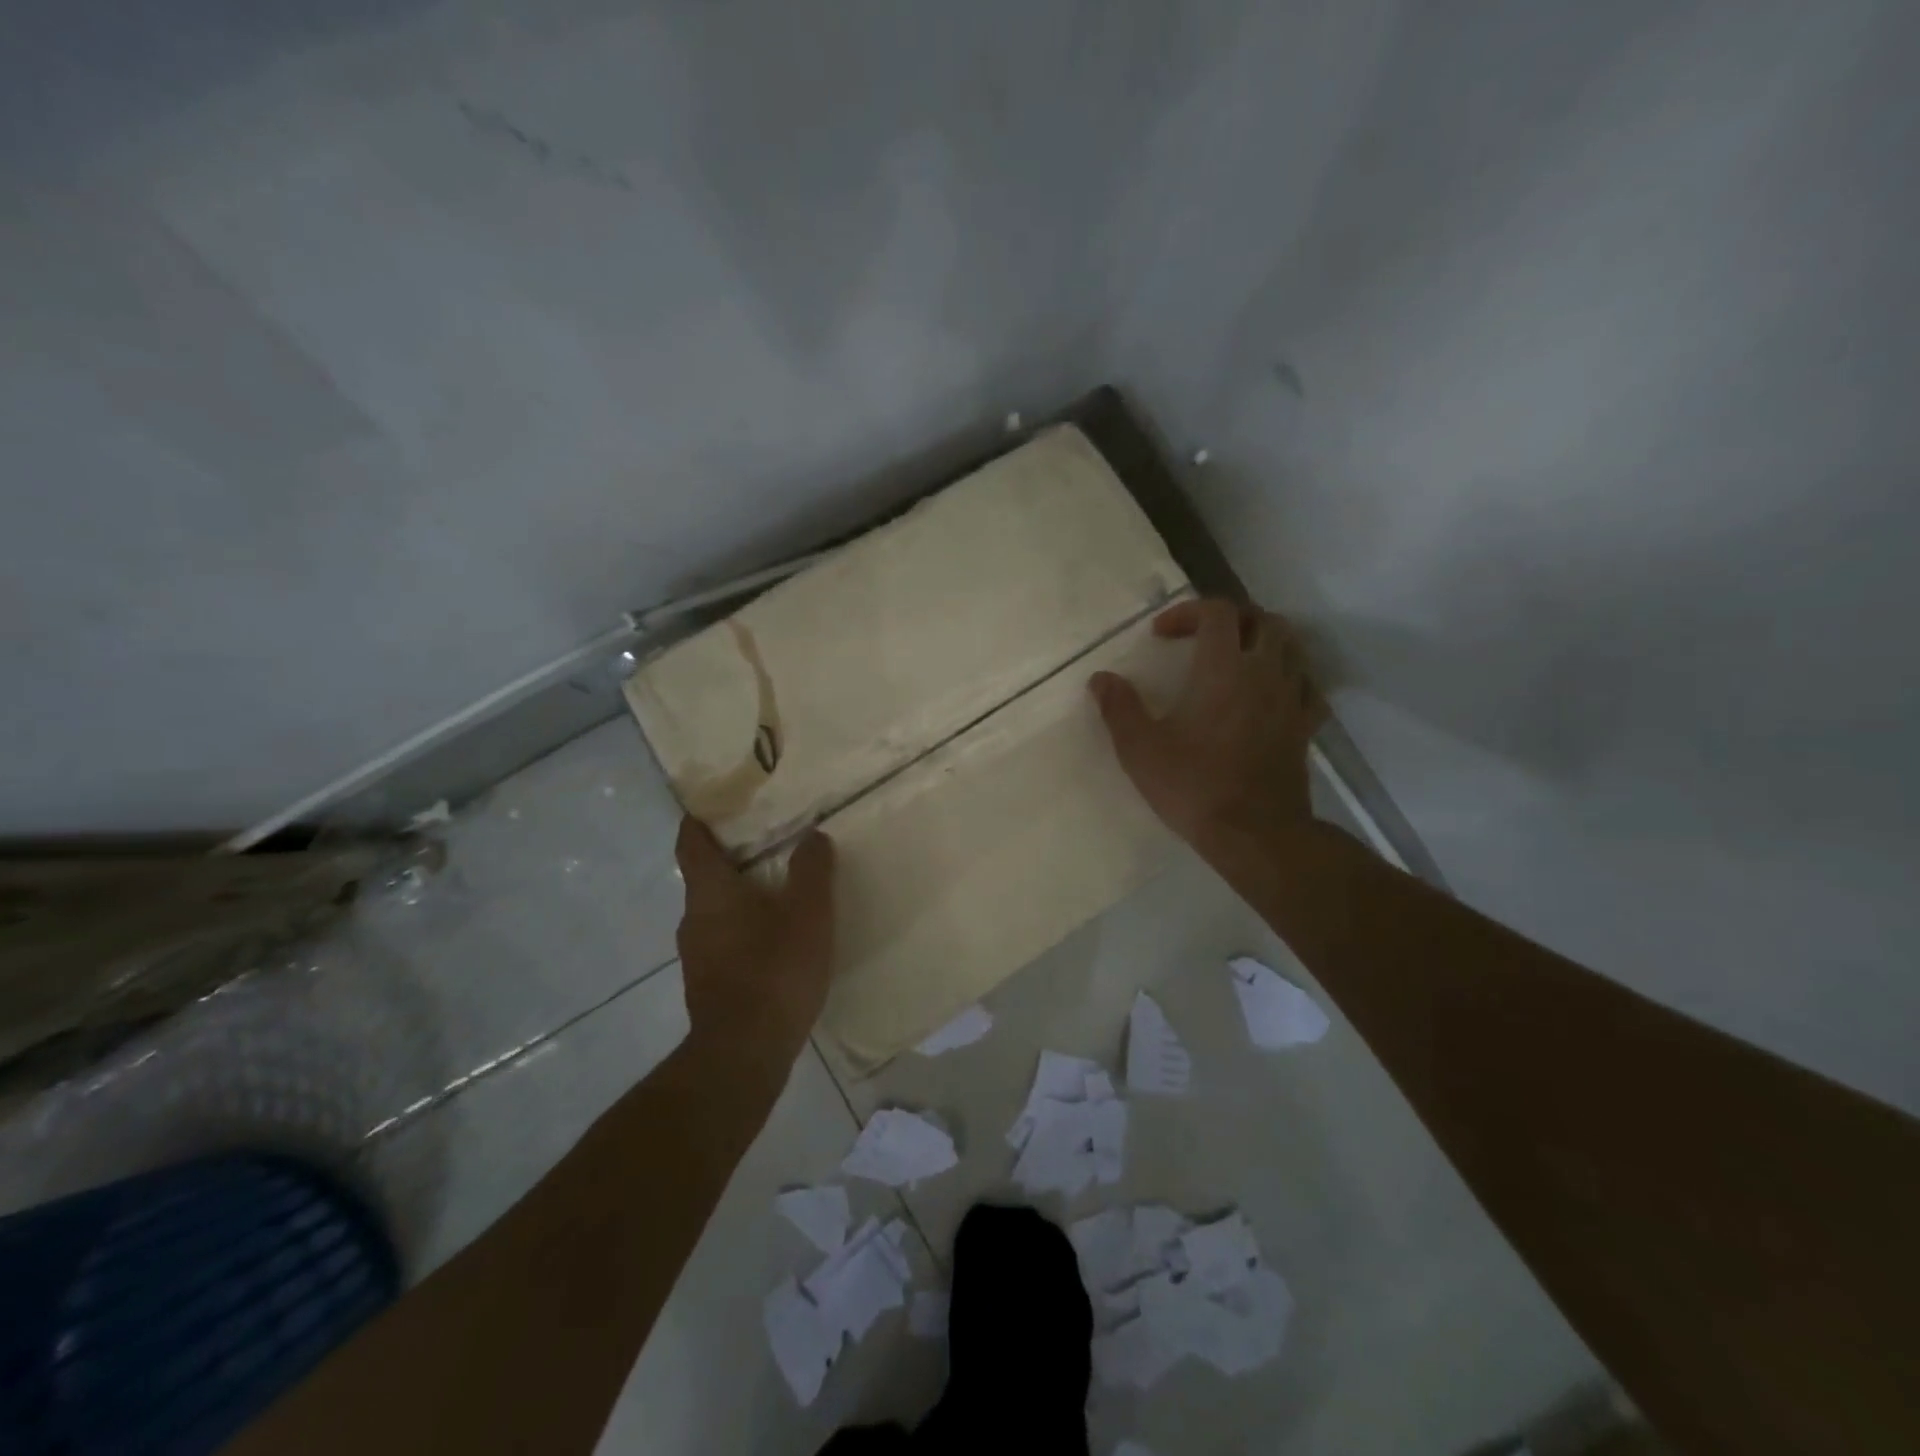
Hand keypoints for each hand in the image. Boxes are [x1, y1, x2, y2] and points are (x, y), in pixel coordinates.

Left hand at [674, 816, 835, 1073]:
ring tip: (780, 892)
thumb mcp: (808, 913)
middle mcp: (693, 919)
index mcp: (710, 892)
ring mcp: (697, 956)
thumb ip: (812, 870)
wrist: (744, 1054)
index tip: (716, 803)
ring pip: (716, 912)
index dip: (699, 820)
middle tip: (771, 844)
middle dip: (733, 859)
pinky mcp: (708, 986)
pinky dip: (745, 930)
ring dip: (741, 898)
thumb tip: (813, 837)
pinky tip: (777, 942)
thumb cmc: (774, 970)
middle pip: (705, 877)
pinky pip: (724, 942)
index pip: (691, 842)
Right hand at [1090, 598, 1326, 856]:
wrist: (1254, 833)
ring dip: (1262, 640)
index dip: (1187, 612)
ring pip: (1291, 646)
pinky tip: (1271, 692)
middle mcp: (1264, 672)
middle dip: (1229, 619)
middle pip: (1261, 619)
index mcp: (1223, 669)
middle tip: (1200, 638)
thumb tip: (1101, 679)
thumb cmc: (1193, 786)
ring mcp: (1291, 699)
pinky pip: (1308, 685)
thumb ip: (1119, 707)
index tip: (1160, 635)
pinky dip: (1289, 676)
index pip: (1217, 612)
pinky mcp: (1305, 727)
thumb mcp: (1140, 748)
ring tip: (1236, 658)